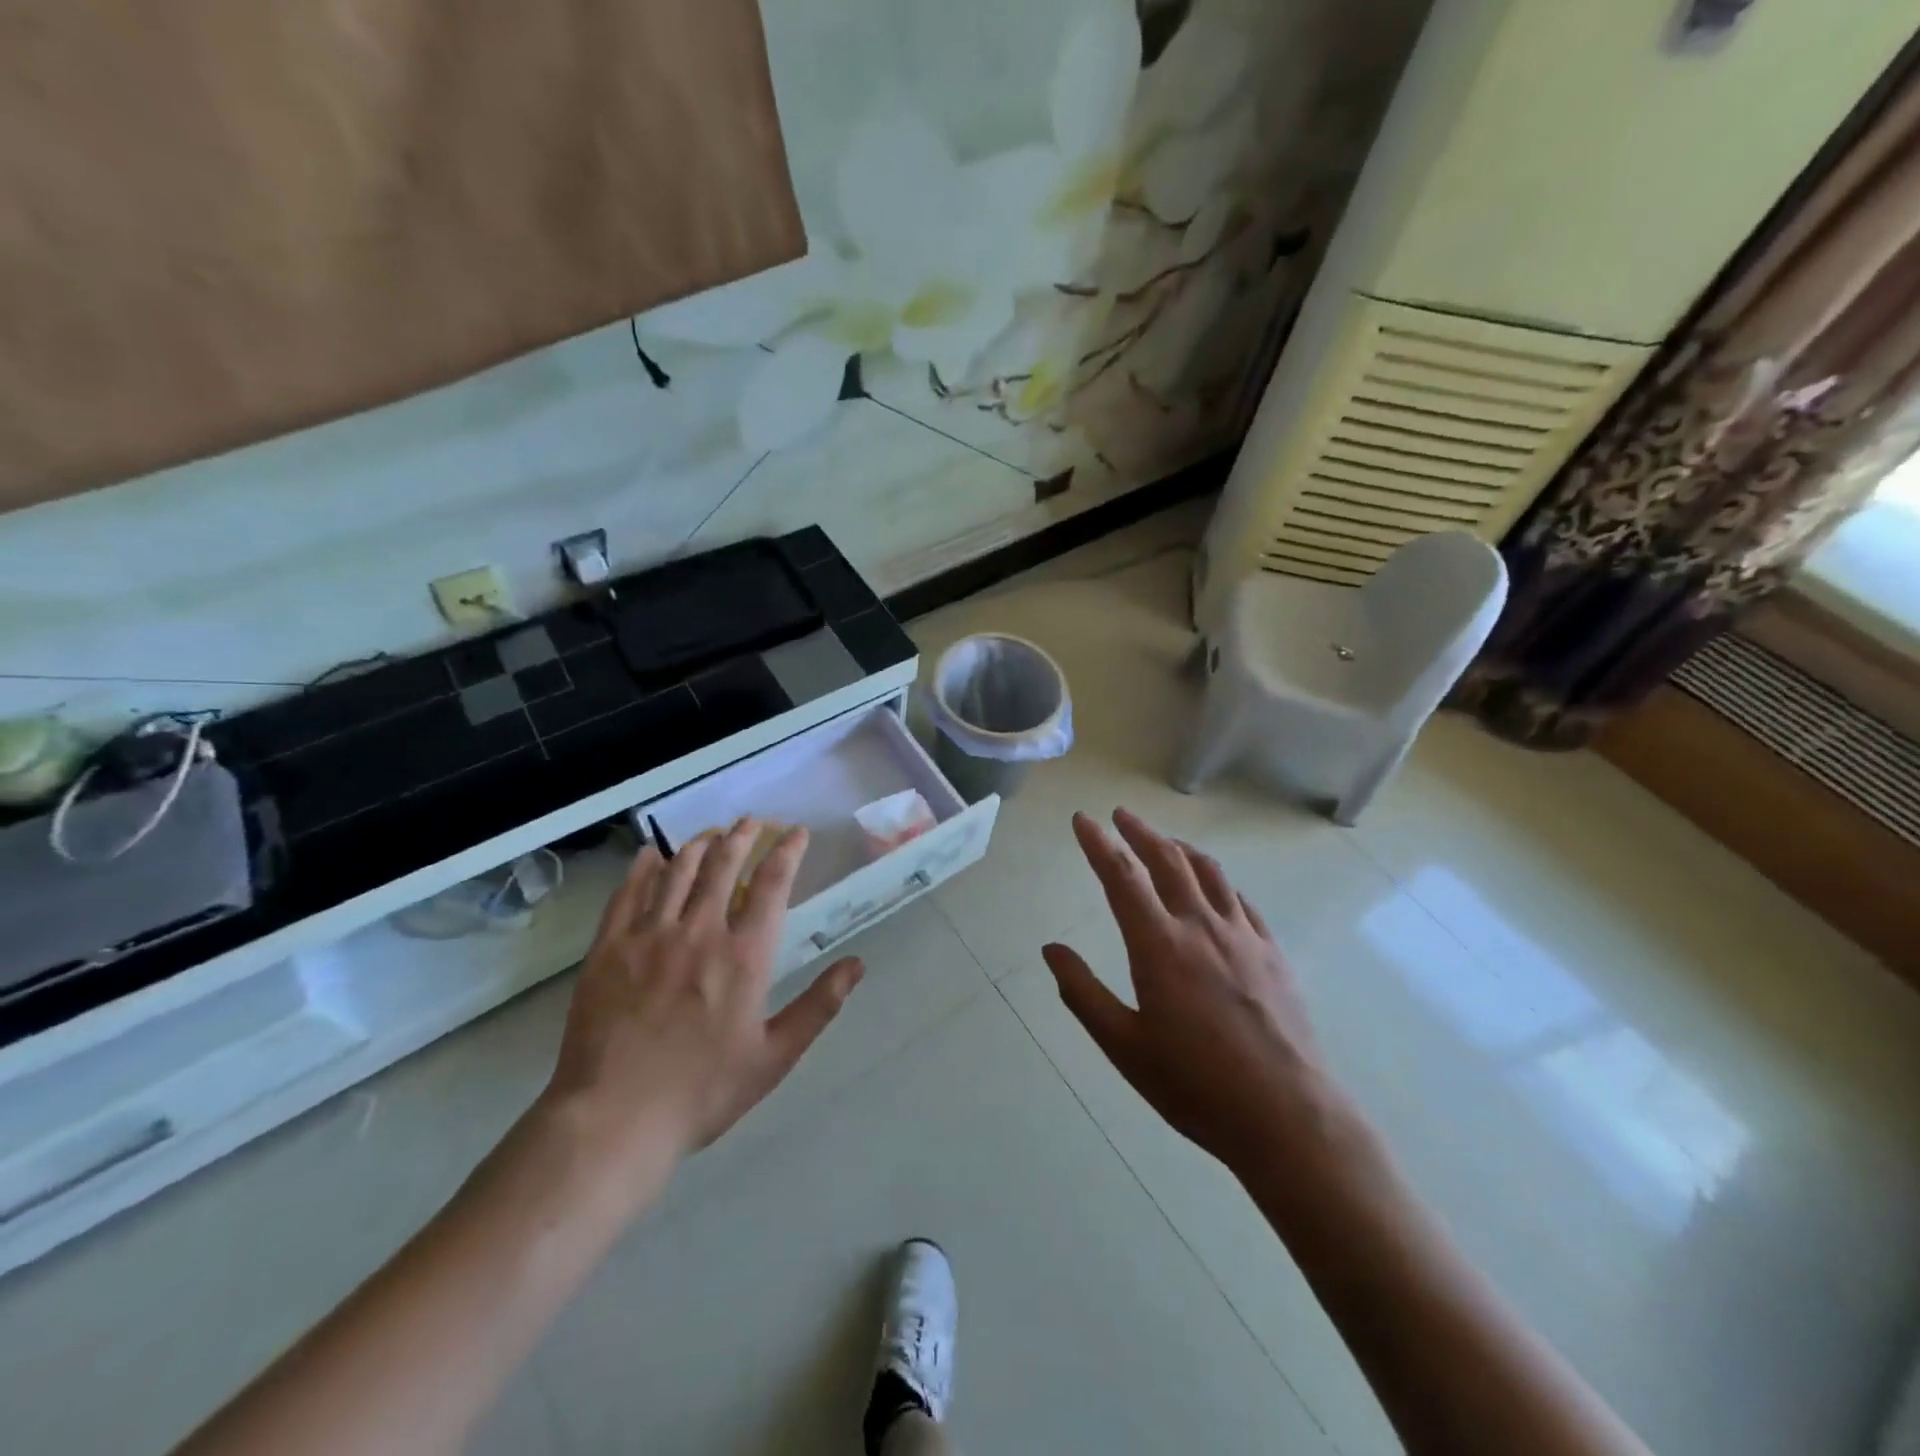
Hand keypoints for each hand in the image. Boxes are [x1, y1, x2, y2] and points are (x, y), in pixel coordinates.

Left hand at [543, 820, 863, 1184]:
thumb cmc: (702, 1091)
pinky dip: (644, 867)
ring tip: (712, 834)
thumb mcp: (773, 1056)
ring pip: (678, 870)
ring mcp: (650, 935)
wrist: (613, 1119)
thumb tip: (857, 965)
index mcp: (745, 955)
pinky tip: (652, 855)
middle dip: (743, 835)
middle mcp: (700, 931)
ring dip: (700, 844)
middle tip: (753, 822)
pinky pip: (628, 892)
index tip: (796, 833)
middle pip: (725, 864)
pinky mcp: (609, 948)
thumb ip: (818, 1007)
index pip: (772, 883)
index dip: (787, 851)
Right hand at [1042, 808, 1344, 1175]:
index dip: (1098, 844)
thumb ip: (1083, 993)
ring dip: (1179, 848)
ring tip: (1163, 841)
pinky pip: (1241, 900)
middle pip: (1167, 860)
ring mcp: (1243, 937)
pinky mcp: (1273, 953)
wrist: (1289, 1118)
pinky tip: (1214, 887)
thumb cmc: (1196, 1086)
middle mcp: (1201, 927)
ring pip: (1208, 872)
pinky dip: (1218, 881)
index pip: (1122, 877)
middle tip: (1120, 816)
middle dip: (1140, 832)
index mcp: (1159, 946)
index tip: (1083, 820)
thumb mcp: (1124, 1047)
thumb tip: (1051, 950)